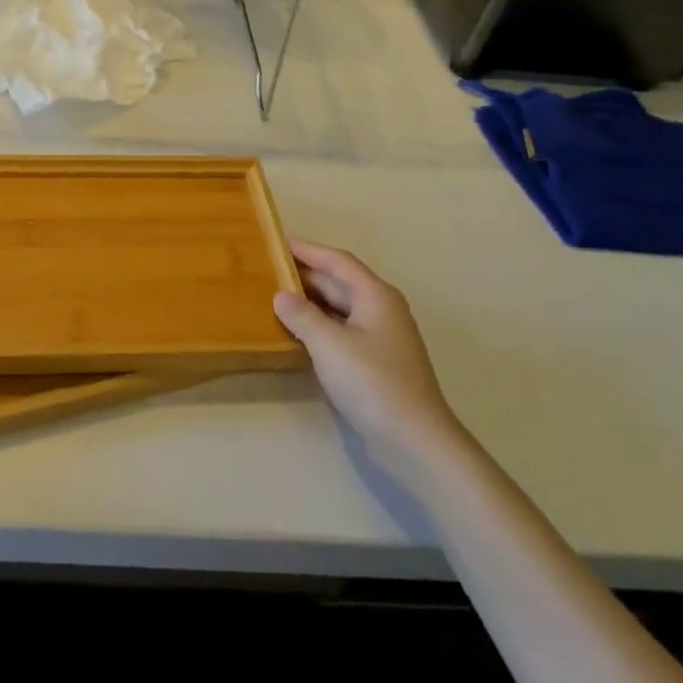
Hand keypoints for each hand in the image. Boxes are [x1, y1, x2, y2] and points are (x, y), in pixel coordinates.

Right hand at [275, 241, 466, 478]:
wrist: (414, 440)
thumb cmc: (372, 381)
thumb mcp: (329, 344)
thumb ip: (302, 315)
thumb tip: (281, 296)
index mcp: (376, 296)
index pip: (338, 261)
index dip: (308, 250)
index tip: (277, 242)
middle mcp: (382, 310)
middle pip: (340, 283)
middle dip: (306, 275)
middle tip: (268, 269)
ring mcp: (381, 338)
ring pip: (340, 308)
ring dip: (311, 302)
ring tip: (276, 297)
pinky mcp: (377, 364)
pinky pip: (342, 331)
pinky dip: (319, 326)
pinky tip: (297, 333)